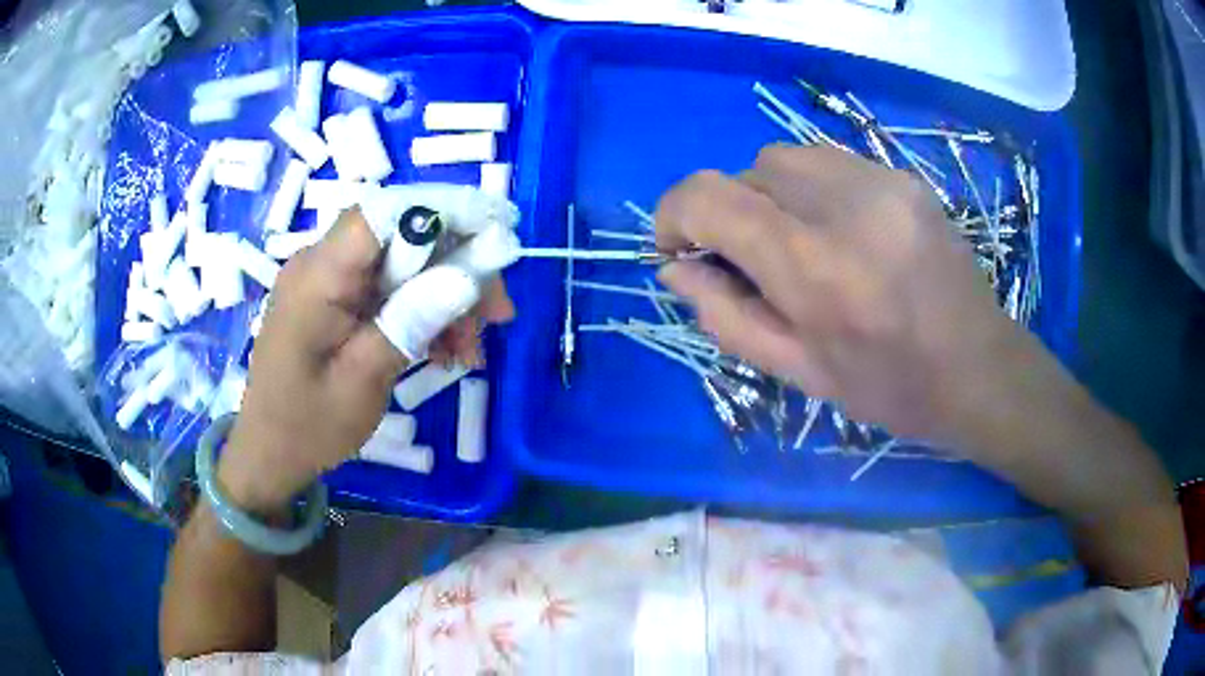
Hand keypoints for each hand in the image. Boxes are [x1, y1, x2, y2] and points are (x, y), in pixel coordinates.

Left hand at [218, 209, 513, 510]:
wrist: (269, 453)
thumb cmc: (307, 426)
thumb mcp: (363, 380)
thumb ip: (411, 321)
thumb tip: (468, 276)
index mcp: (318, 276)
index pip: (385, 213)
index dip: (444, 211)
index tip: (498, 234)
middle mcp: (321, 263)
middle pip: (401, 235)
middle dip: (457, 265)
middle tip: (499, 312)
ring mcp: (329, 280)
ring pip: (403, 264)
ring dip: (445, 296)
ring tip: (471, 348)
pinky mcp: (337, 299)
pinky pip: (389, 289)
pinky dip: (422, 312)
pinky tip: (445, 349)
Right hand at [655, 144, 1022, 443]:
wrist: (978, 368)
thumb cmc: (888, 386)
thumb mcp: (797, 370)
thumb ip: (725, 315)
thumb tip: (674, 270)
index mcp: (812, 266)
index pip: (708, 198)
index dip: (674, 215)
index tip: (679, 249)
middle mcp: (842, 204)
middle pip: (745, 170)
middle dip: (729, 210)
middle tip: (750, 261)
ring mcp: (880, 181)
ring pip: (785, 158)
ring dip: (769, 195)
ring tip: (797, 243)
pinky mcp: (903, 176)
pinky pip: (829, 162)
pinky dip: (811, 189)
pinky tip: (840, 232)